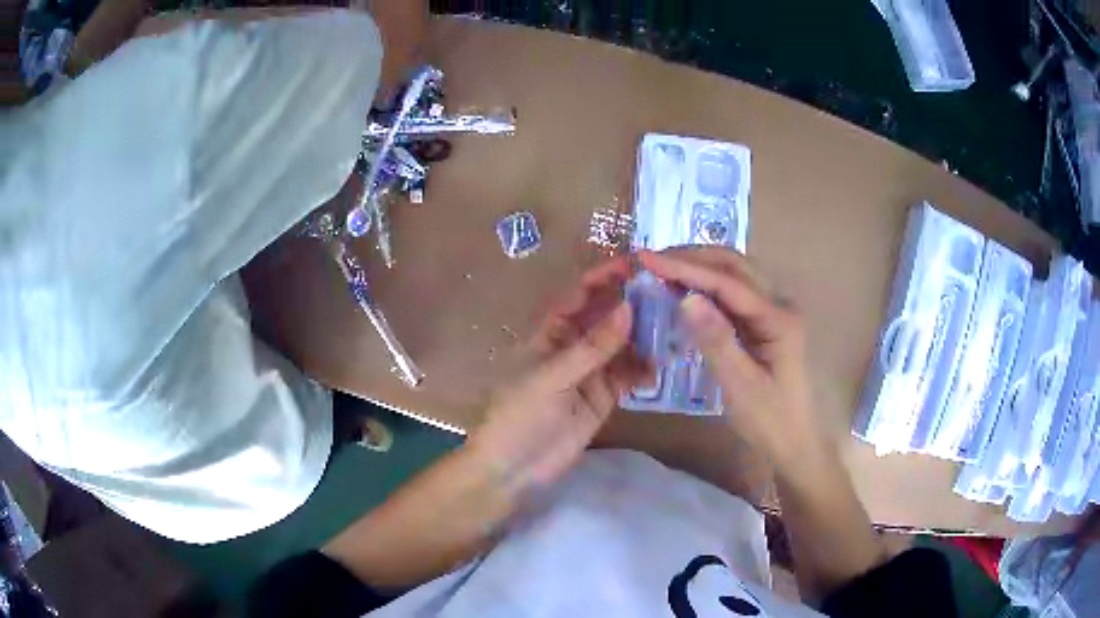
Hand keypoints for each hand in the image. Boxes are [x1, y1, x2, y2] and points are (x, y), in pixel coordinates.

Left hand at [469, 257, 647, 489]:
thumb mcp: (552, 377)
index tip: (636, 264)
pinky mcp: (604, 396)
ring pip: (622, 345)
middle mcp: (573, 345)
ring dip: (644, 336)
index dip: (604, 277)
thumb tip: (628, 308)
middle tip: (668, 292)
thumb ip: (592, 347)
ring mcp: (590, 371)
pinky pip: (628, 375)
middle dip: (632, 304)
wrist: (515, 468)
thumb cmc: (520, 415)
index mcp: (550, 333)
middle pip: (606, 316)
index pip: (580, 295)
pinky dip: (644, 369)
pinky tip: (661, 365)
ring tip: (674, 325)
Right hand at [639, 248, 823, 468]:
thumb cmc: (769, 419)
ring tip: (662, 268)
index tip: (647, 259)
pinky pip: (734, 291)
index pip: (727, 282)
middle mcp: (779, 303)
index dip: (686, 268)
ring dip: (699, 265)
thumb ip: (716, 340)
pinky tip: (685, 289)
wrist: (794, 442)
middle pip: (734, 265)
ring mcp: (773, 310)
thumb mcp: (740, 385)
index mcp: (778, 318)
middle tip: (650, 259)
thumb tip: (686, 298)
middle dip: (691, 257)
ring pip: (735, 273)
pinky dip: (707, 284)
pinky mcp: (765, 320)